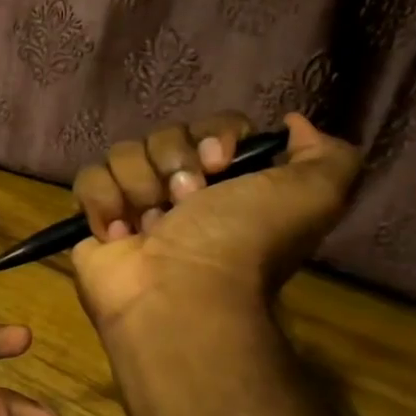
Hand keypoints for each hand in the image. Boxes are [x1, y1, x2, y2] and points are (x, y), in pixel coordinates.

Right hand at [70, 110, 361, 338]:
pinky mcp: (94, 218)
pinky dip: (103, 203)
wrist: (179, 292)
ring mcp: (134, 203)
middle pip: (164, 135)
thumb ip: (327, 155)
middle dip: (173, 163)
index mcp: (229, 182)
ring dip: (139, 186)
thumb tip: (292, 123)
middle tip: (185, 202)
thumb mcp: (314, 195)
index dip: (213, 136)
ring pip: (123, 153)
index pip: (211, 126)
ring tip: (150, 226)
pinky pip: (88, 179)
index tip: (220, 163)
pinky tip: (119, 234)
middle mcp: (181, 189)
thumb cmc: (240, 242)